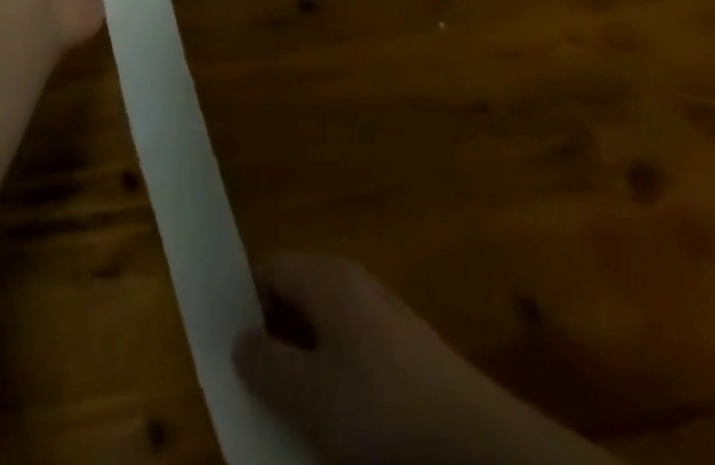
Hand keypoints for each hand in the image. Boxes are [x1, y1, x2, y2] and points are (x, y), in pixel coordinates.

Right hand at [236, 255, 611, 464]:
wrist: (476, 444)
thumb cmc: (381, 409)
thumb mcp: (310, 396)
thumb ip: (265, 364)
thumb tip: (241, 339)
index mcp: (326, 277)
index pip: (269, 269)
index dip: (246, 307)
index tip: (238, 357)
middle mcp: (352, 283)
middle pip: (296, 298)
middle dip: (275, 342)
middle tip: (262, 392)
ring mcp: (382, 315)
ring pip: (324, 331)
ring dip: (305, 367)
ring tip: (298, 417)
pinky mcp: (405, 351)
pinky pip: (353, 354)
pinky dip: (337, 382)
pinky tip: (342, 426)